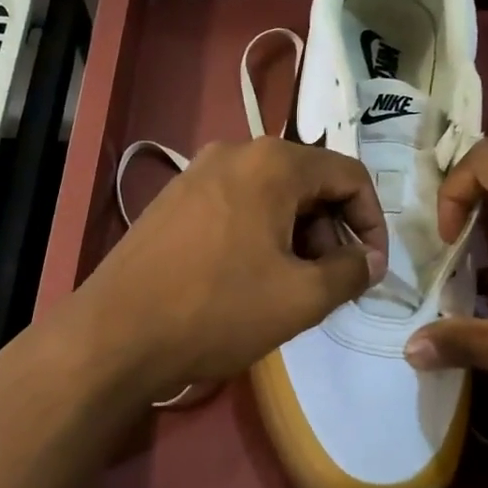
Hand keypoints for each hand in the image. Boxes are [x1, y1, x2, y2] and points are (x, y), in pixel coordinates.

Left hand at [54, 137, 388, 406]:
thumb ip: (350, 272)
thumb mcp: (300, 298)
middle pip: (308, 182)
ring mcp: (195, 174)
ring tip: (291, 286)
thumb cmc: (217, 310)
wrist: (115, 334)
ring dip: (295, 235)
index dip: (373, 222)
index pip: (349, 175)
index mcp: (272, 163)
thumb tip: (369, 261)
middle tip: (330, 282)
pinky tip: (248, 279)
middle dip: (331, 231)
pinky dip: (258, 235)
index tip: (372, 268)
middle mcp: (234, 153)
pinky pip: (234, 206)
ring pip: (270, 195)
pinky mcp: (172, 201)